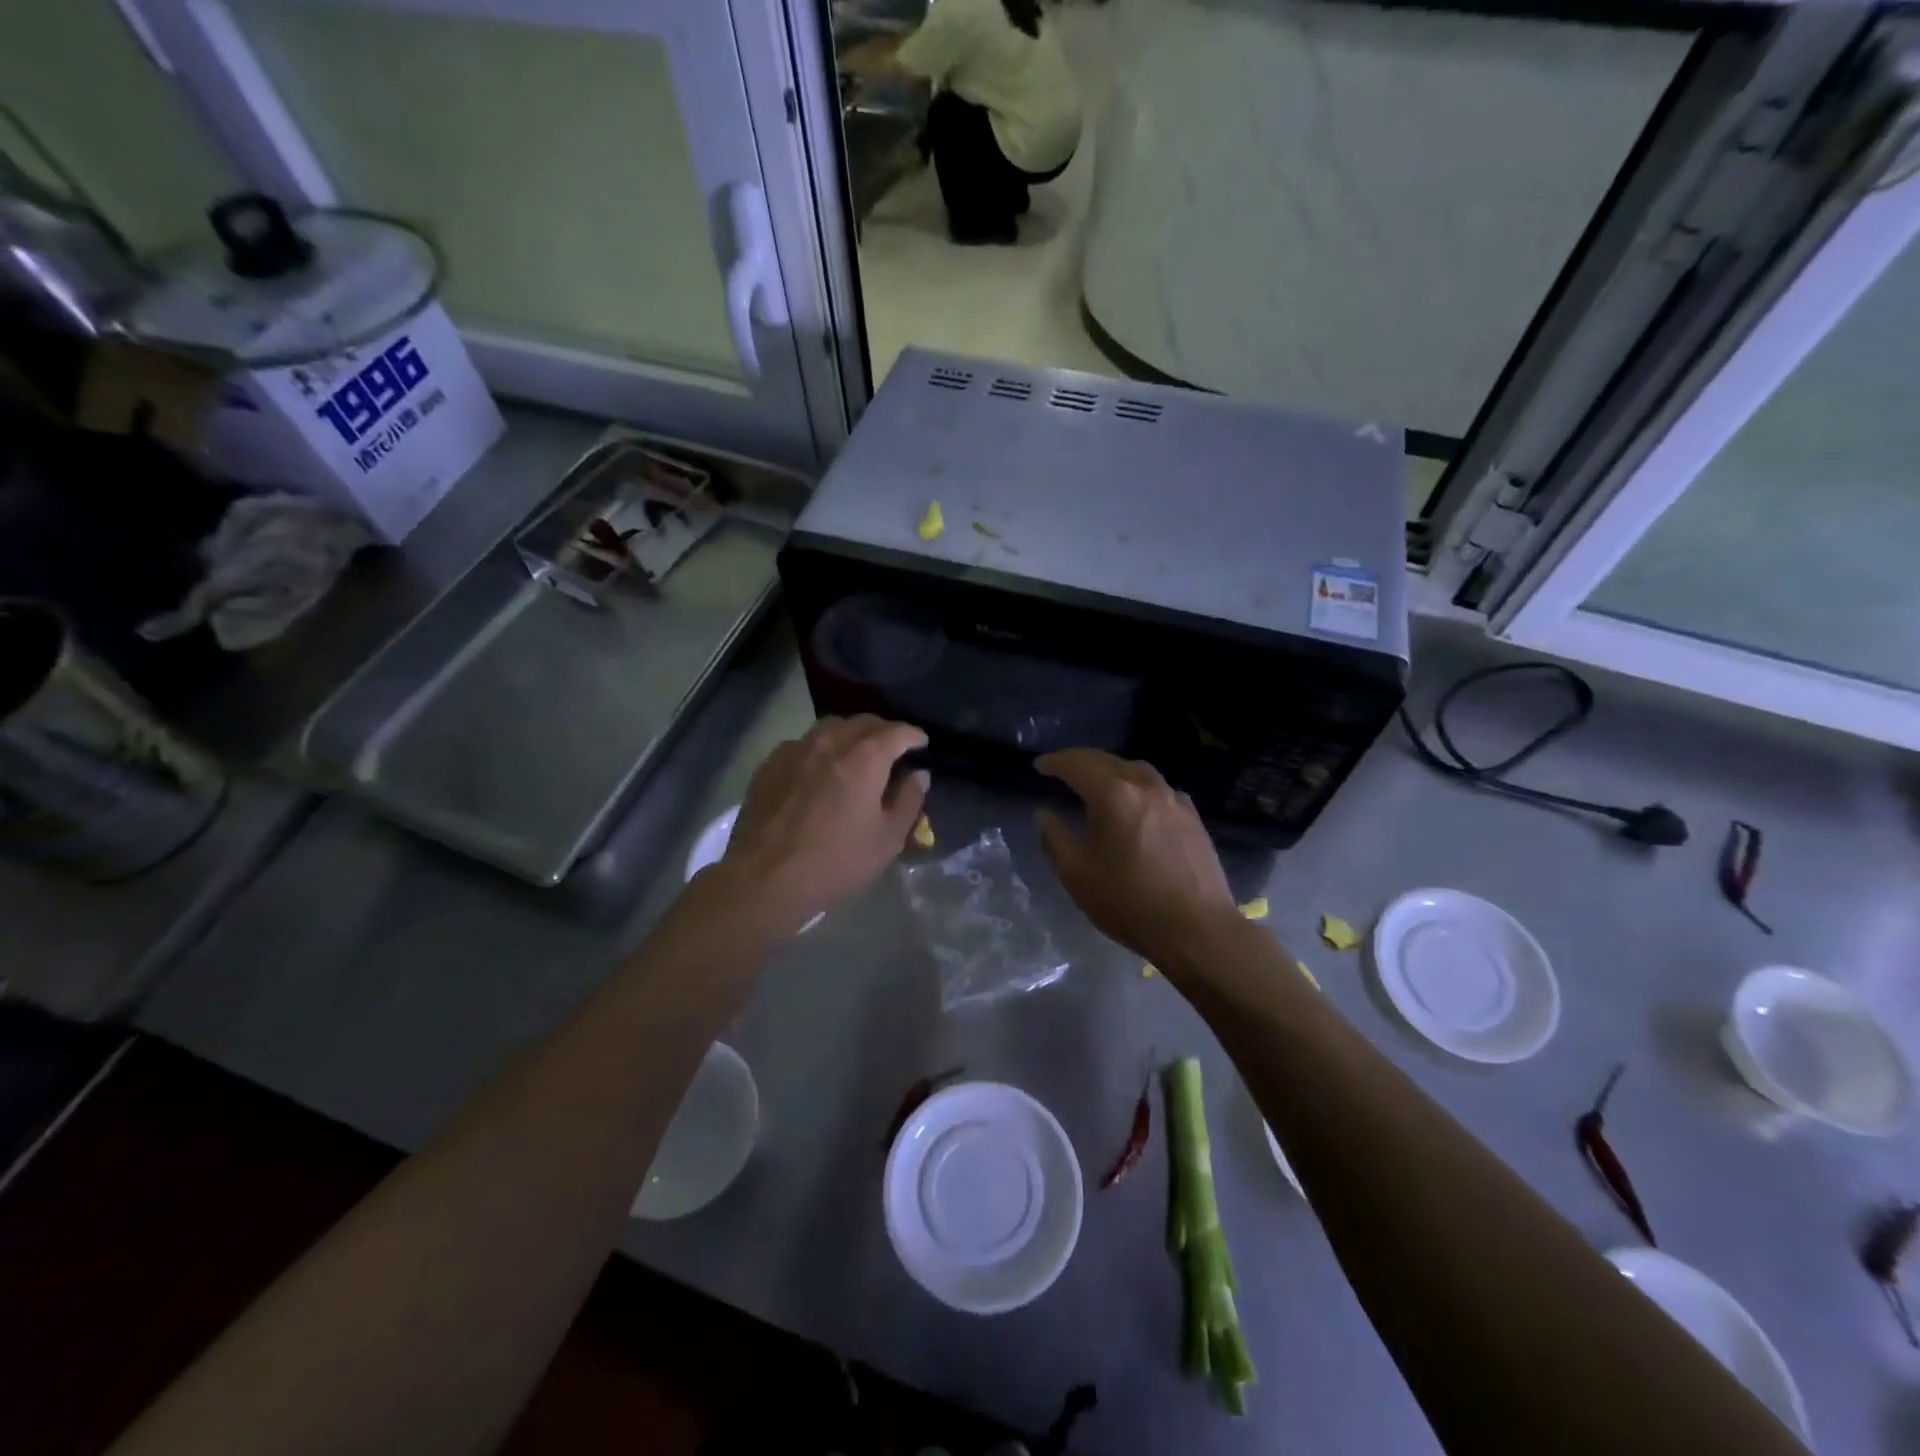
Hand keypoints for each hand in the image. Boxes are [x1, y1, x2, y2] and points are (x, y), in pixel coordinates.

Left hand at [719, 716, 928, 936]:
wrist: (764, 879)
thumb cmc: (835, 862)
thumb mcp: (887, 840)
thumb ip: (908, 801)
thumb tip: (919, 775)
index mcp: (865, 759)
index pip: (897, 732)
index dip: (913, 735)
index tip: (921, 743)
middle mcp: (830, 742)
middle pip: (863, 722)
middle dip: (883, 730)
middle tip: (893, 749)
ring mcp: (795, 750)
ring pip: (830, 726)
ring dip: (850, 734)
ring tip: (856, 753)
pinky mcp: (770, 764)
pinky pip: (803, 743)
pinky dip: (820, 748)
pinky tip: (819, 769)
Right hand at [1035, 748, 1236, 963]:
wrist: (1197, 929)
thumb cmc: (1129, 902)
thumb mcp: (1077, 875)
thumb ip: (1055, 839)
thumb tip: (1044, 813)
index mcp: (1114, 796)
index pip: (1078, 765)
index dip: (1055, 762)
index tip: (1039, 766)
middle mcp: (1145, 786)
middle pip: (1108, 761)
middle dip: (1081, 760)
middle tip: (1061, 768)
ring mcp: (1174, 799)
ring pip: (1136, 770)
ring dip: (1111, 770)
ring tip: (1096, 782)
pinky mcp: (1192, 817)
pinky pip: (1158, 788)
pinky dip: (1137, 786)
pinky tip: (1136, 803)